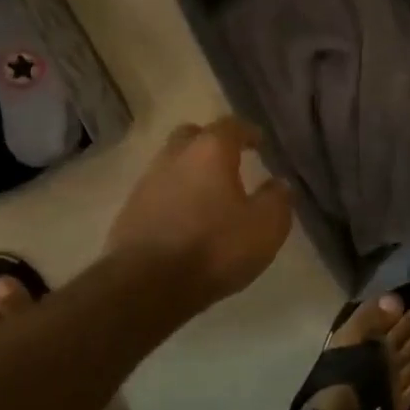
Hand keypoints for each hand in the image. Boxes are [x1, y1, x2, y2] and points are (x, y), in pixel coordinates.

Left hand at [106, 117, 292, 308]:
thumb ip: (277, 200)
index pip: (231, 125)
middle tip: (230, 160)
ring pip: (172, 163)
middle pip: (193, 136)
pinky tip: (185, 218)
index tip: (260, 143)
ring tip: (209, 194)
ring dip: (190, 172)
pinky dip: (174, 197)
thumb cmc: (214, 248)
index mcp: (210, 151)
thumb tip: (279, 184)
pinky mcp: (130, 210)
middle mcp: (174, 156)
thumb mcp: (265, 227)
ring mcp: (147, 182)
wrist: (147, 284)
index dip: (247, 132)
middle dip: (211, 143)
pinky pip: (158, 192)